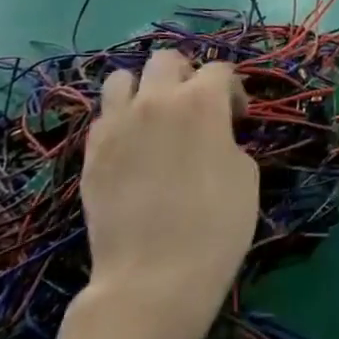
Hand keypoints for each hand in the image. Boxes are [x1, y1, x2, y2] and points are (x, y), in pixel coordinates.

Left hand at [80, 52, 256, 338]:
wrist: (154, 278)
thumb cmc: (216, 226)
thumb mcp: (246, 175)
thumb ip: (228, 140)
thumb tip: (213, 136)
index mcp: (201, 101)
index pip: (219, 70)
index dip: (233, 90)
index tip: (238, 118)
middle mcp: (156, 100)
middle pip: (166, 60)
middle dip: (186, 75)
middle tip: (196, 107)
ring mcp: (117, 125)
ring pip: (122, 78)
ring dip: (143, 90)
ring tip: (155, 118)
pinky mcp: (92, 153)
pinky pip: (103, 118)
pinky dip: (120, 122)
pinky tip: (133, 149)